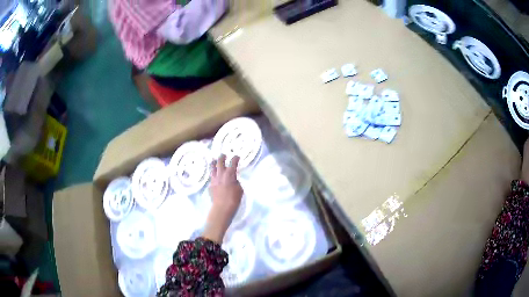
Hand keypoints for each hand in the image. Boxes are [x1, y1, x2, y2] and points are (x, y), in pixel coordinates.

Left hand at [202, 155, 242, 242]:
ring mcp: (214, 179)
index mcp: (230, 174)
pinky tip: (215, 175)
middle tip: (224, 155)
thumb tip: (232, 180)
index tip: (237, 157)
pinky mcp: (210, 185)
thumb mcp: (240, 189)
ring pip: (213, 168)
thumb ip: (236, 182)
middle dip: (222, 157)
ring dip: (214, 163)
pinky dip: (213, 174)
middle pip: (220, 162)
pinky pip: (211, 177)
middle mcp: (221, 174)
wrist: (222, 208)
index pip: (233, 163)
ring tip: (214, 160)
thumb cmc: (234, 199)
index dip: (235, 158)